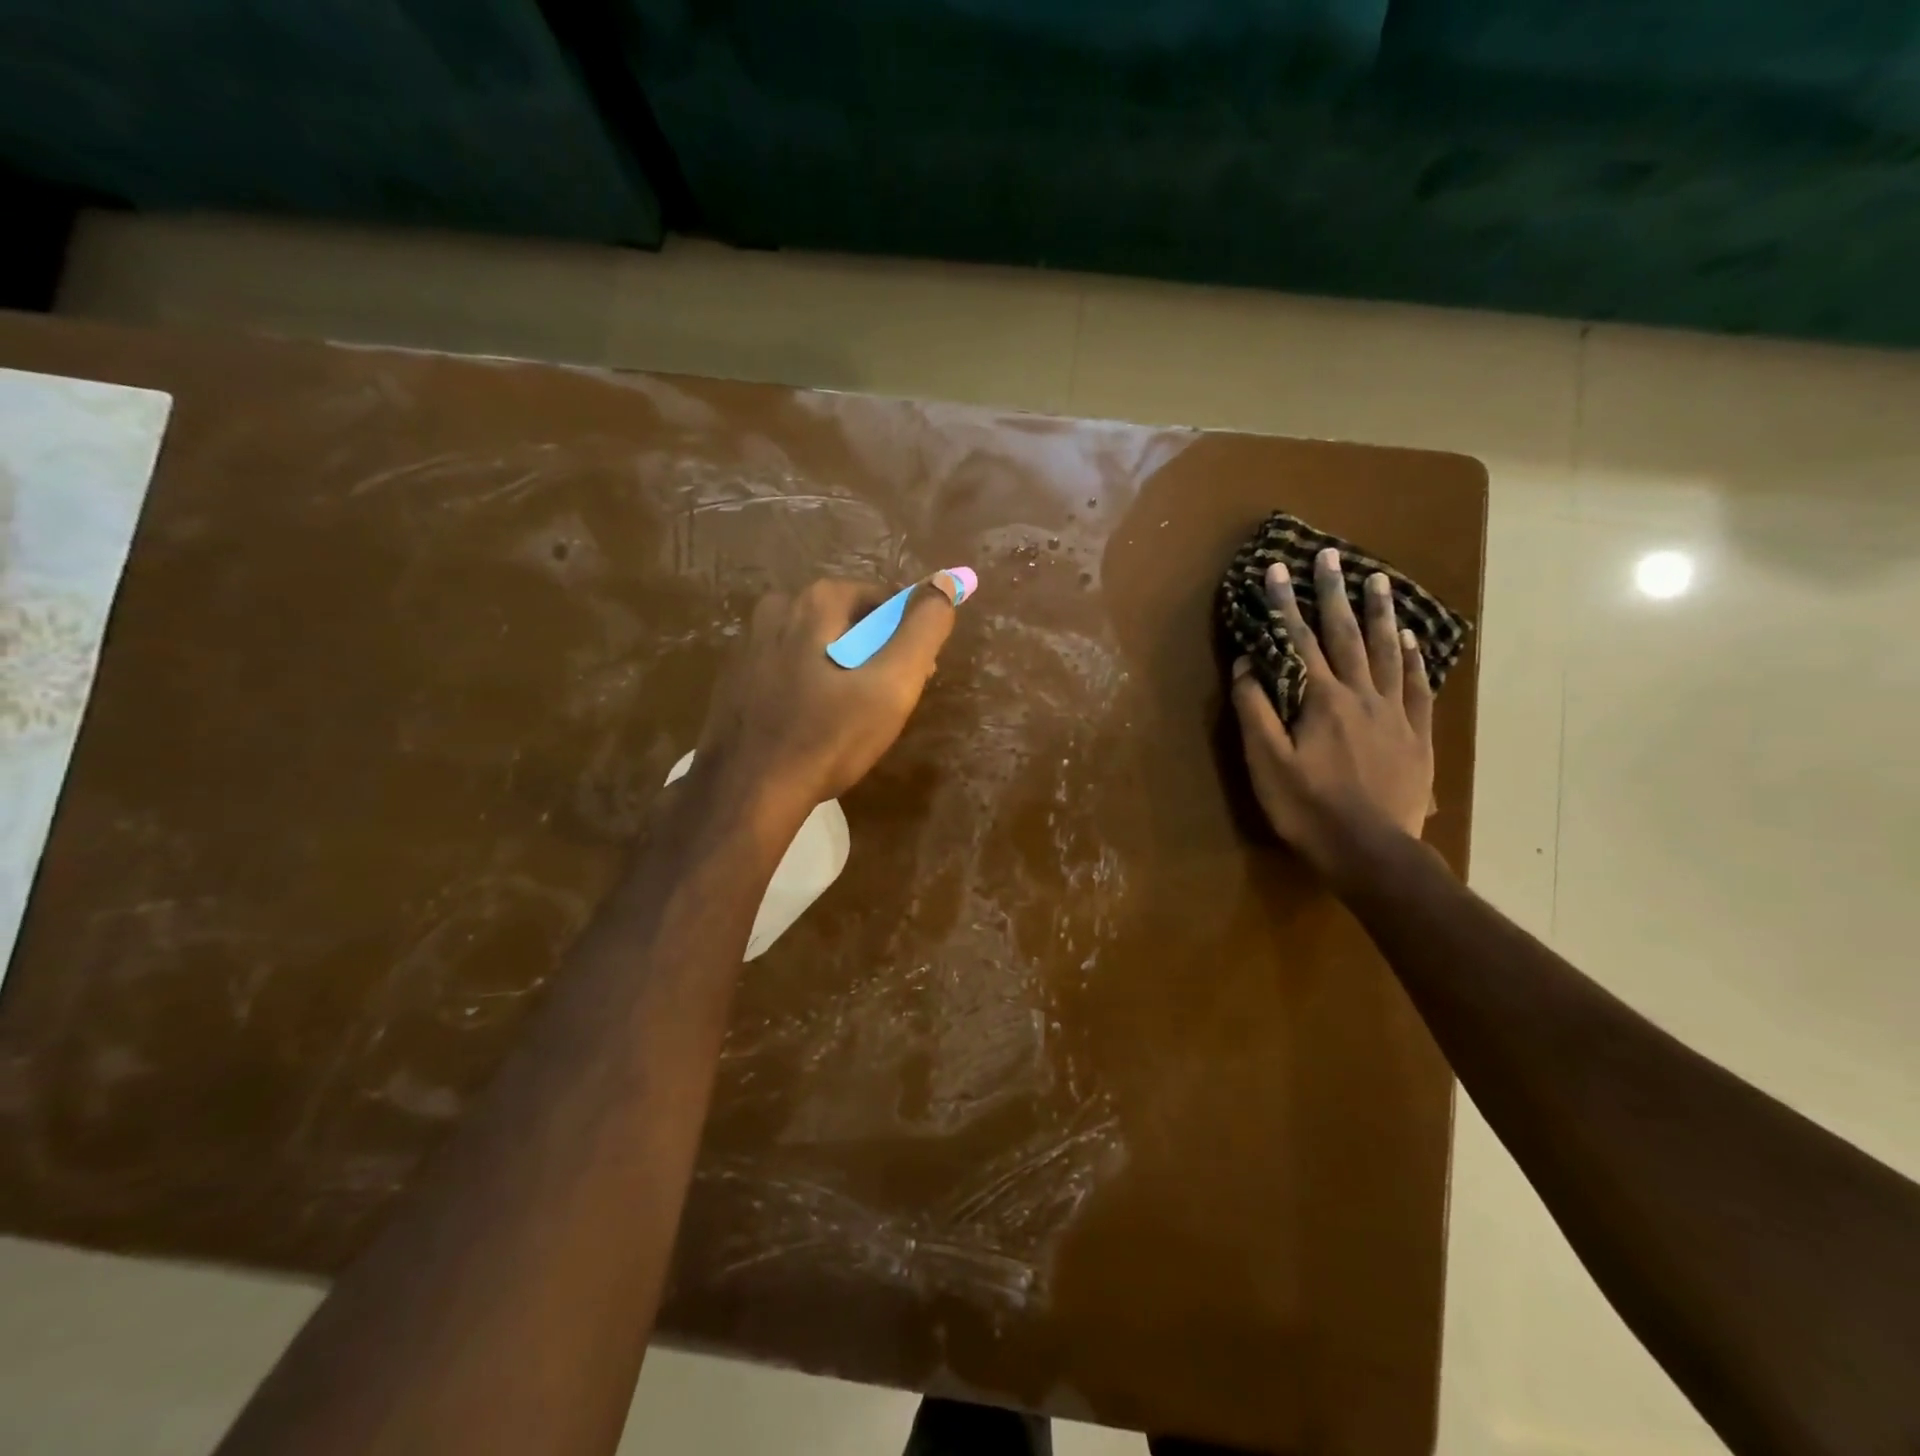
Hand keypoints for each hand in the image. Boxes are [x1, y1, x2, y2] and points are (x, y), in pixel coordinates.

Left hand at [694, 576, 958, 821]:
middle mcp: (777, 608)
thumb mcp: (892, 684)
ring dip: (843, 673)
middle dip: (874, 656)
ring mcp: (749, 643)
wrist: (748, 793)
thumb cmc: (828, 737)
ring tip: (849, 722)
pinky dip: (810, 688)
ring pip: (819, 647)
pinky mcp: (735, 677)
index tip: (911, 681)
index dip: (906, 639)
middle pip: (849, 622)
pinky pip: (790, 669)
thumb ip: (923, 629)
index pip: (883, 601)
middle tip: (883, 707)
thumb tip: (944, 582)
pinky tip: (813, 726)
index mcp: (816, 600)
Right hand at [1230, 547, 1434, 880]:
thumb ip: (1255, 710)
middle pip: (1346, 635)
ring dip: (1379, 614)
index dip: (1285, 604)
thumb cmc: (1308, 808)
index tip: (1277, 569)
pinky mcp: (1416, 735)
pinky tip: (1411, 639)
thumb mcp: (1266, 762)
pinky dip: (1413, 659)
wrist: (1370, 850)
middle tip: (1332, 555)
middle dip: (1334, 593)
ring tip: (1377, 580)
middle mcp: (1360, 695)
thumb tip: (1246, 663)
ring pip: (1386, 652)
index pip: (1298, 641)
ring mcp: (1393, 713)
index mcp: (1320, 700)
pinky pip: (1417, 687)